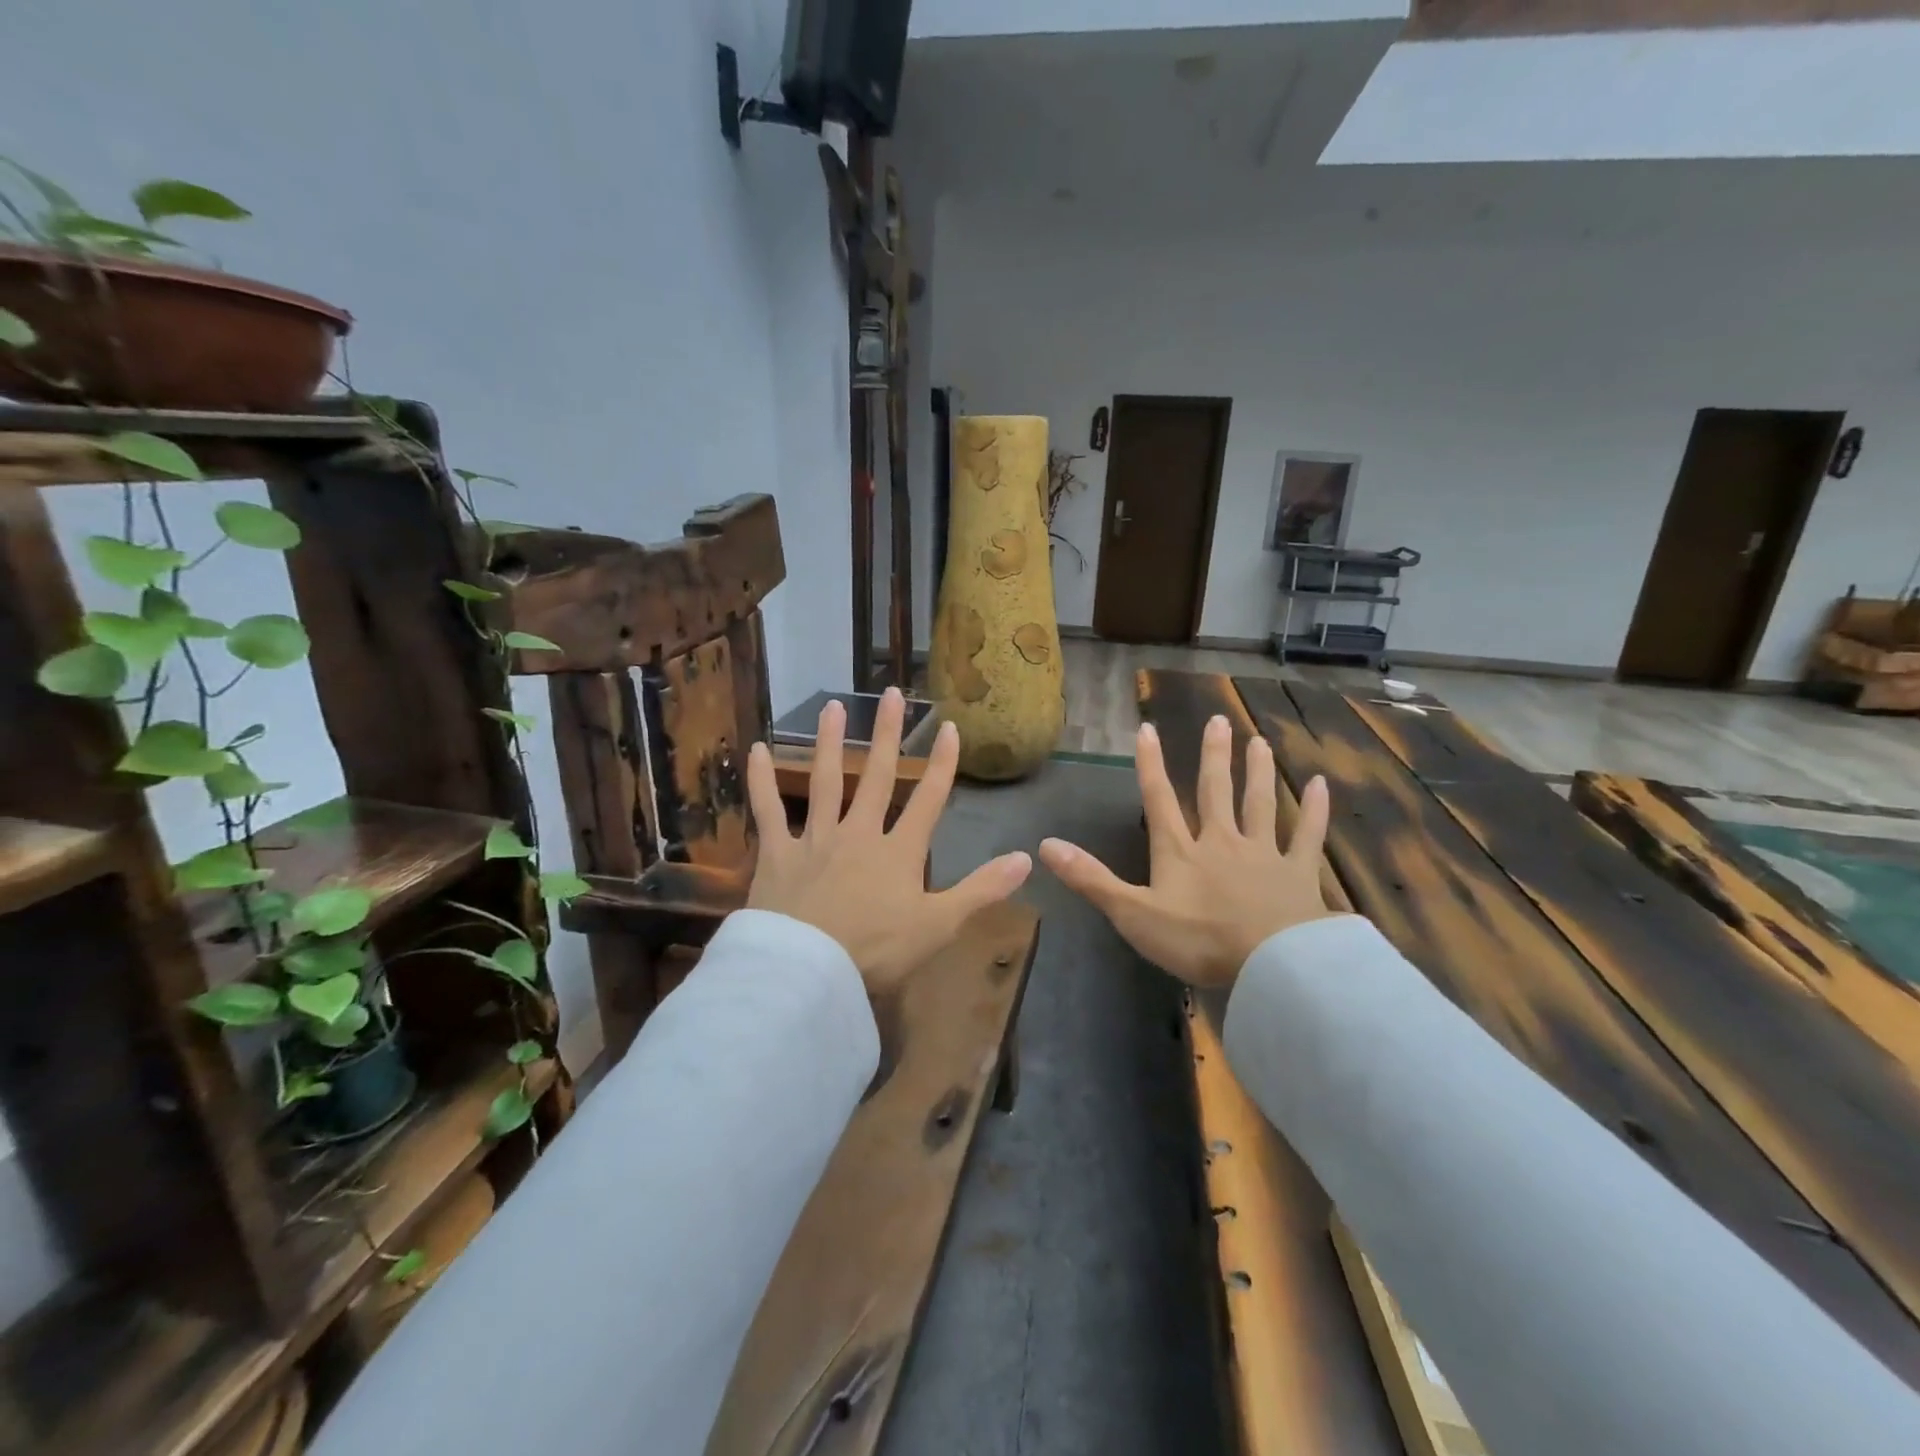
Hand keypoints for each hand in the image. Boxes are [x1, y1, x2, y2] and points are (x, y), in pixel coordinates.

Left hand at [744, 688, 1032, 998]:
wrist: (809, 972)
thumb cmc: (877, 952)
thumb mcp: (940, 925)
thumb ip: (982, 890)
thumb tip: (1027, 858)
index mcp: (899, 851)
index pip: (928, 799)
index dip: (941, 763)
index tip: (948, 727)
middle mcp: (859, 833)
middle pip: (876, 776)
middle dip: (887, 734)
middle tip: (891, 694)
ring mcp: (816, 839)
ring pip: (825, 781)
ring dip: (830, 742)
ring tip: (833, 706)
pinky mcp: (778, 853)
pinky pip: (768, 810)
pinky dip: (761, 780)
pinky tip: (756, 749)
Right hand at [1039, 715, 1333, 989]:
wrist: (1270, 964)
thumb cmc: (1197, 941)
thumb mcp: (1132, 913)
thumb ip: (1091, 879)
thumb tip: (1045, 845)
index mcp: (1180, 851)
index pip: (1160, 799)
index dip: (1150, 764)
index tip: (1147, 728)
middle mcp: (1221, 841)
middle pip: (1215, 791)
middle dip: (1213, 756)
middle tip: (1218, 720)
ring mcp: (1263, 854)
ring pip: (1259, 803)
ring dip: (1257, 771)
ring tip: (1258, 741)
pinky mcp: (1299, 873)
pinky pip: (1307, 835)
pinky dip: (1315, 810)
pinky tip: (1322, 784)